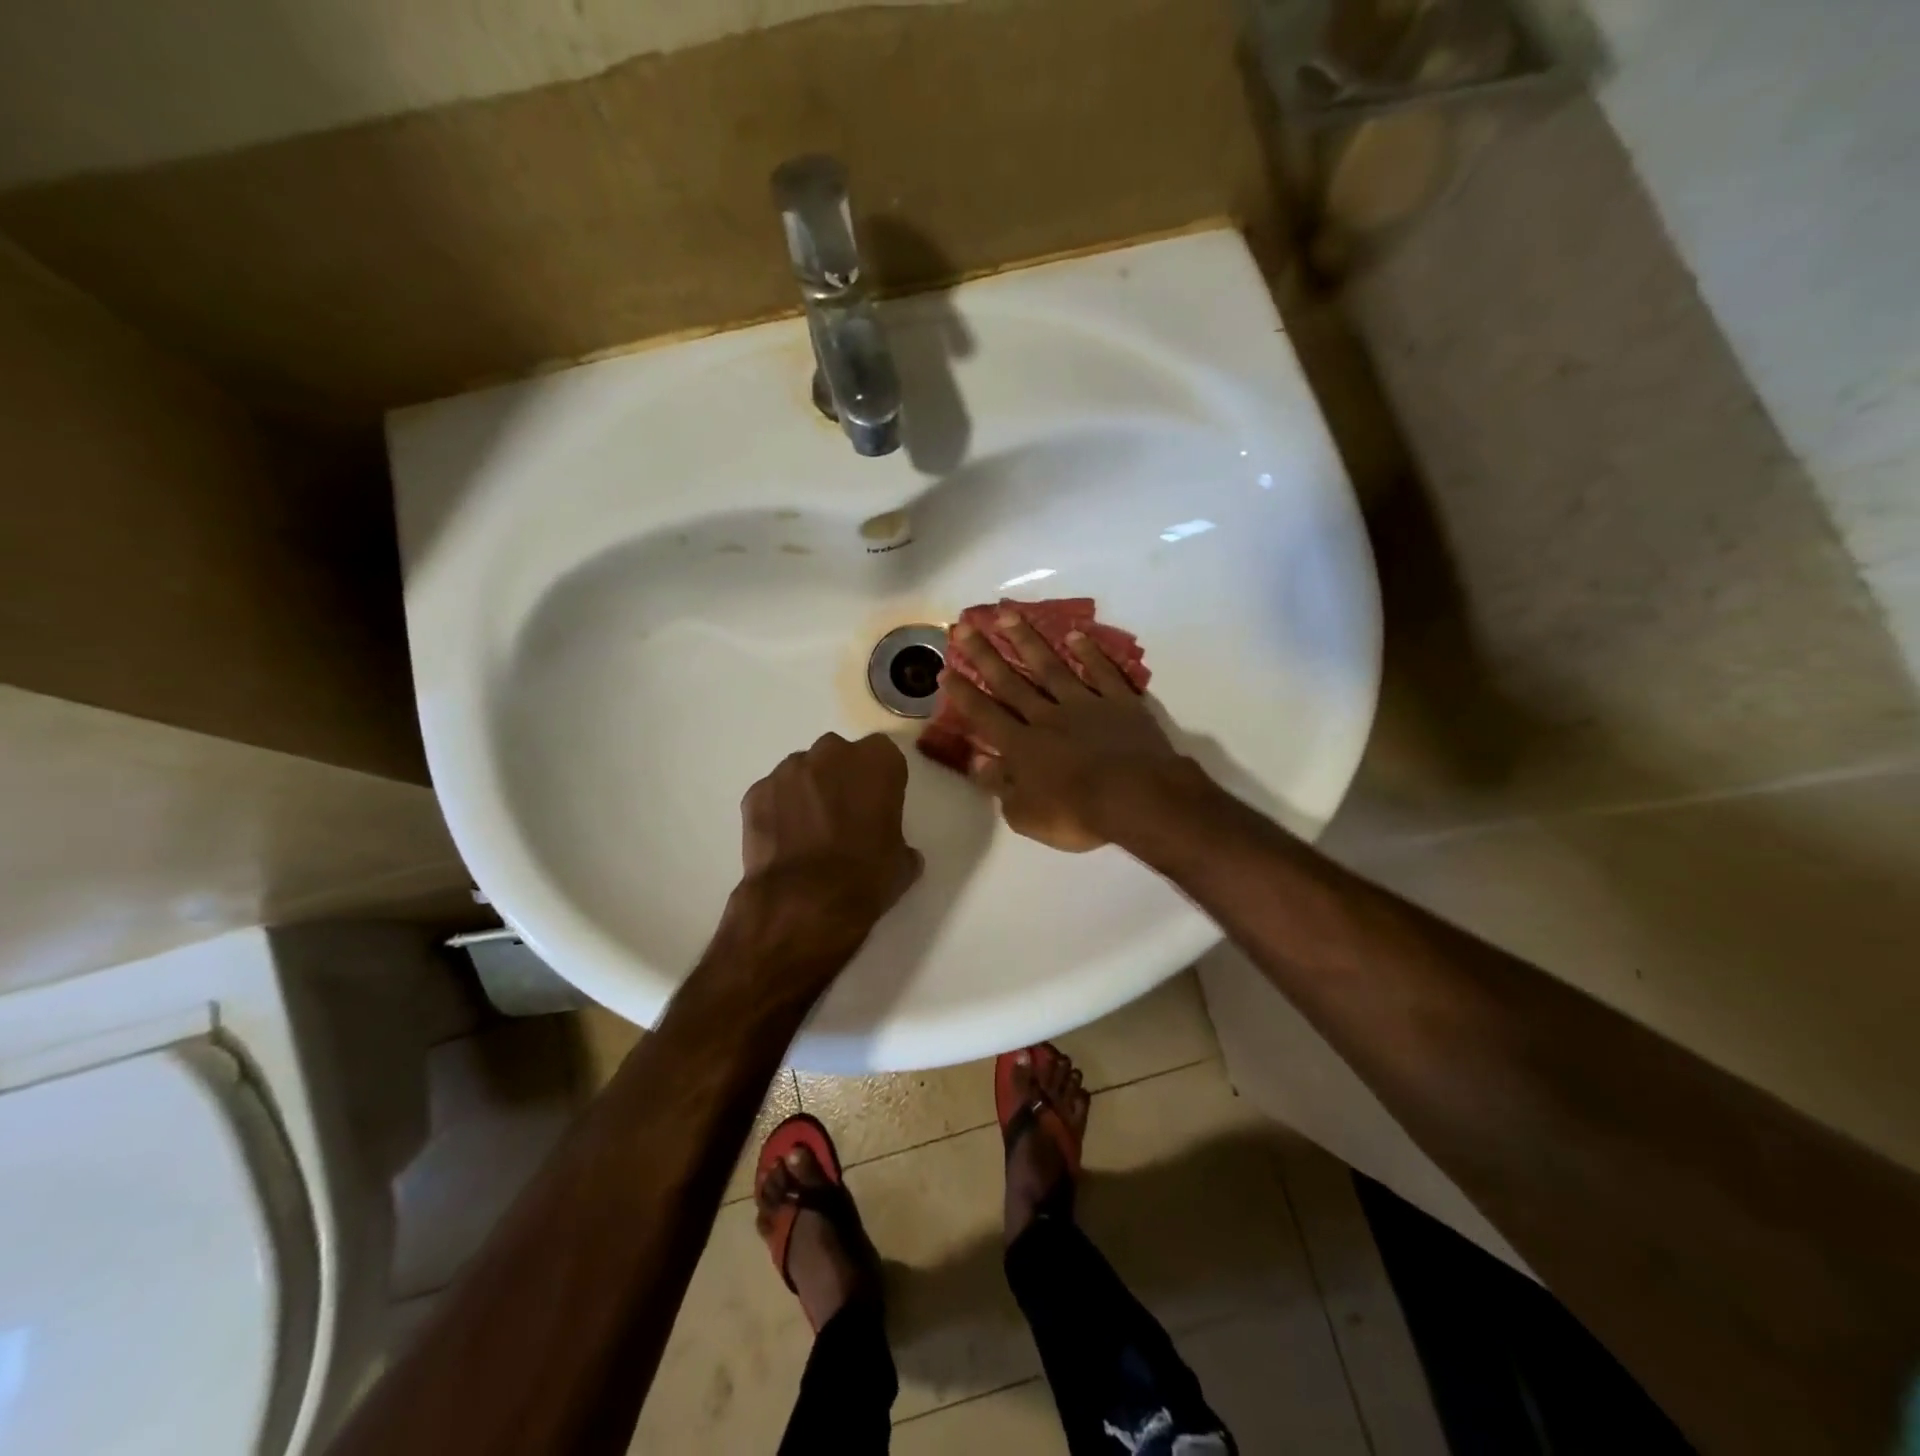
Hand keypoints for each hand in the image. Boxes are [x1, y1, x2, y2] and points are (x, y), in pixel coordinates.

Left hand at [732, 732, 922, 963]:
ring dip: (807, 791)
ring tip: (808, 830)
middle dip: (840, 778)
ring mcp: (789, 770)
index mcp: (877, 762)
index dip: (879, 779)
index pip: (883, 754)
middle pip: (838, 755)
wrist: (805, 903)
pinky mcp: (756, 791)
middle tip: (843, 815)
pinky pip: (773, 793)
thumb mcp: (902, 862)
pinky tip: (782, 842)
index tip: (877, 804)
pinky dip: (777, 810)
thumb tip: (898, 851)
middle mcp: (832, 753)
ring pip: (802, 771)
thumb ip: (899, 841)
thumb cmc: (865, 878)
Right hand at [939, 615, 1197, 851]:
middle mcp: (1047, 717)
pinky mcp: (1120, 702)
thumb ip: (999, 786)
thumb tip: (976, 761)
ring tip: (1007, 614)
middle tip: (964, 626)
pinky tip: (1074, 634)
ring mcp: (1084, 704)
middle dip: (984, 654)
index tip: (946, 668)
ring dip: (1027, 640)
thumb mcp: (1026, 815)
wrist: (1137, 798)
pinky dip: (1089, 652)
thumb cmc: (1078, 815)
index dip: (963, 693)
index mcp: (1022, 746)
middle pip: (1010, 682)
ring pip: (1050, 667)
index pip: (985, 714)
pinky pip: (1101, 672)